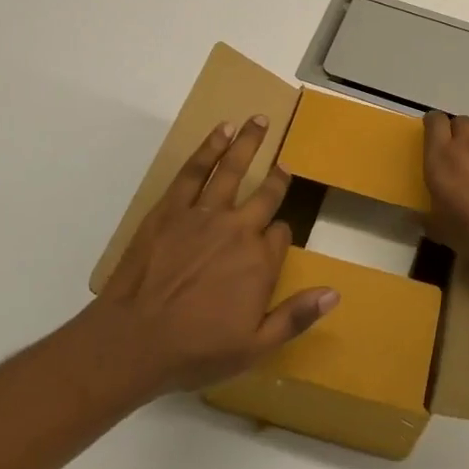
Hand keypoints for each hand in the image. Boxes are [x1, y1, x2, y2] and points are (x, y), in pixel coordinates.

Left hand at [92, 116, 338, 394]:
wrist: (133, 340)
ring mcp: (204, 213)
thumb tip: (334, 293)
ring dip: (249, 143)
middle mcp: (238, 229)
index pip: (281, 235)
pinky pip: (195, 170)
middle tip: (284, 162)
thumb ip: (296, 316)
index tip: (275, 241)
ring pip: (233, 169)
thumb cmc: (196, 349)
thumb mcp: (255, 347)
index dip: (279, 237)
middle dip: (278, 177)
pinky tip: (221, 131)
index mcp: (259, 261)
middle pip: (265, 194)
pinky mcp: (172, 207)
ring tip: (259, 120)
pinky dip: (210, 148)